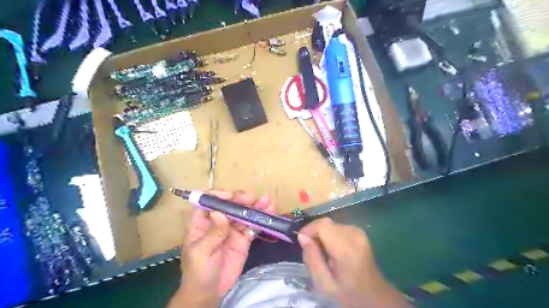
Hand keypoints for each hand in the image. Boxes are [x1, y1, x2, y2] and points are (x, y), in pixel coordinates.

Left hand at [171, 192, 274, 306]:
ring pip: (243, 214)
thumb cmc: (198, 272)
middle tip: (252, 198)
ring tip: (267, 202)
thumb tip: (219, 212)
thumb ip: (212, 233)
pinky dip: (260, 220)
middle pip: (230, 206)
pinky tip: (269, 213)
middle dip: (241, 200)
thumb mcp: (201, 253)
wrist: (210, 293)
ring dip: (255, 207)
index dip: (219, 196)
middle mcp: (218, 222)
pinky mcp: (244, 239)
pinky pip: (252, 227)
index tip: (231, 197)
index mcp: (202, 223)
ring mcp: (232, 230)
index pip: (209, 202)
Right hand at [296, 216, 410, 307]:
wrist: (374, 295)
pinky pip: (337, 226)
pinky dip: (330, 234)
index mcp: (346, 248)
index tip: (302, 242)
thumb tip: (302, 236)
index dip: (309, 229)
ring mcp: (358, 231)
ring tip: (322, 251)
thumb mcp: (323, 283)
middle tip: (312, 250)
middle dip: (315, 233)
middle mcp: (354, 234)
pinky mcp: (359, 231)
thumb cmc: (348, 292)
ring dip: (322, 234)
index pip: (323, 225)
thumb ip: (311, 259)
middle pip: (326, 223)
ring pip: (331, 224)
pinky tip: (332, 248)